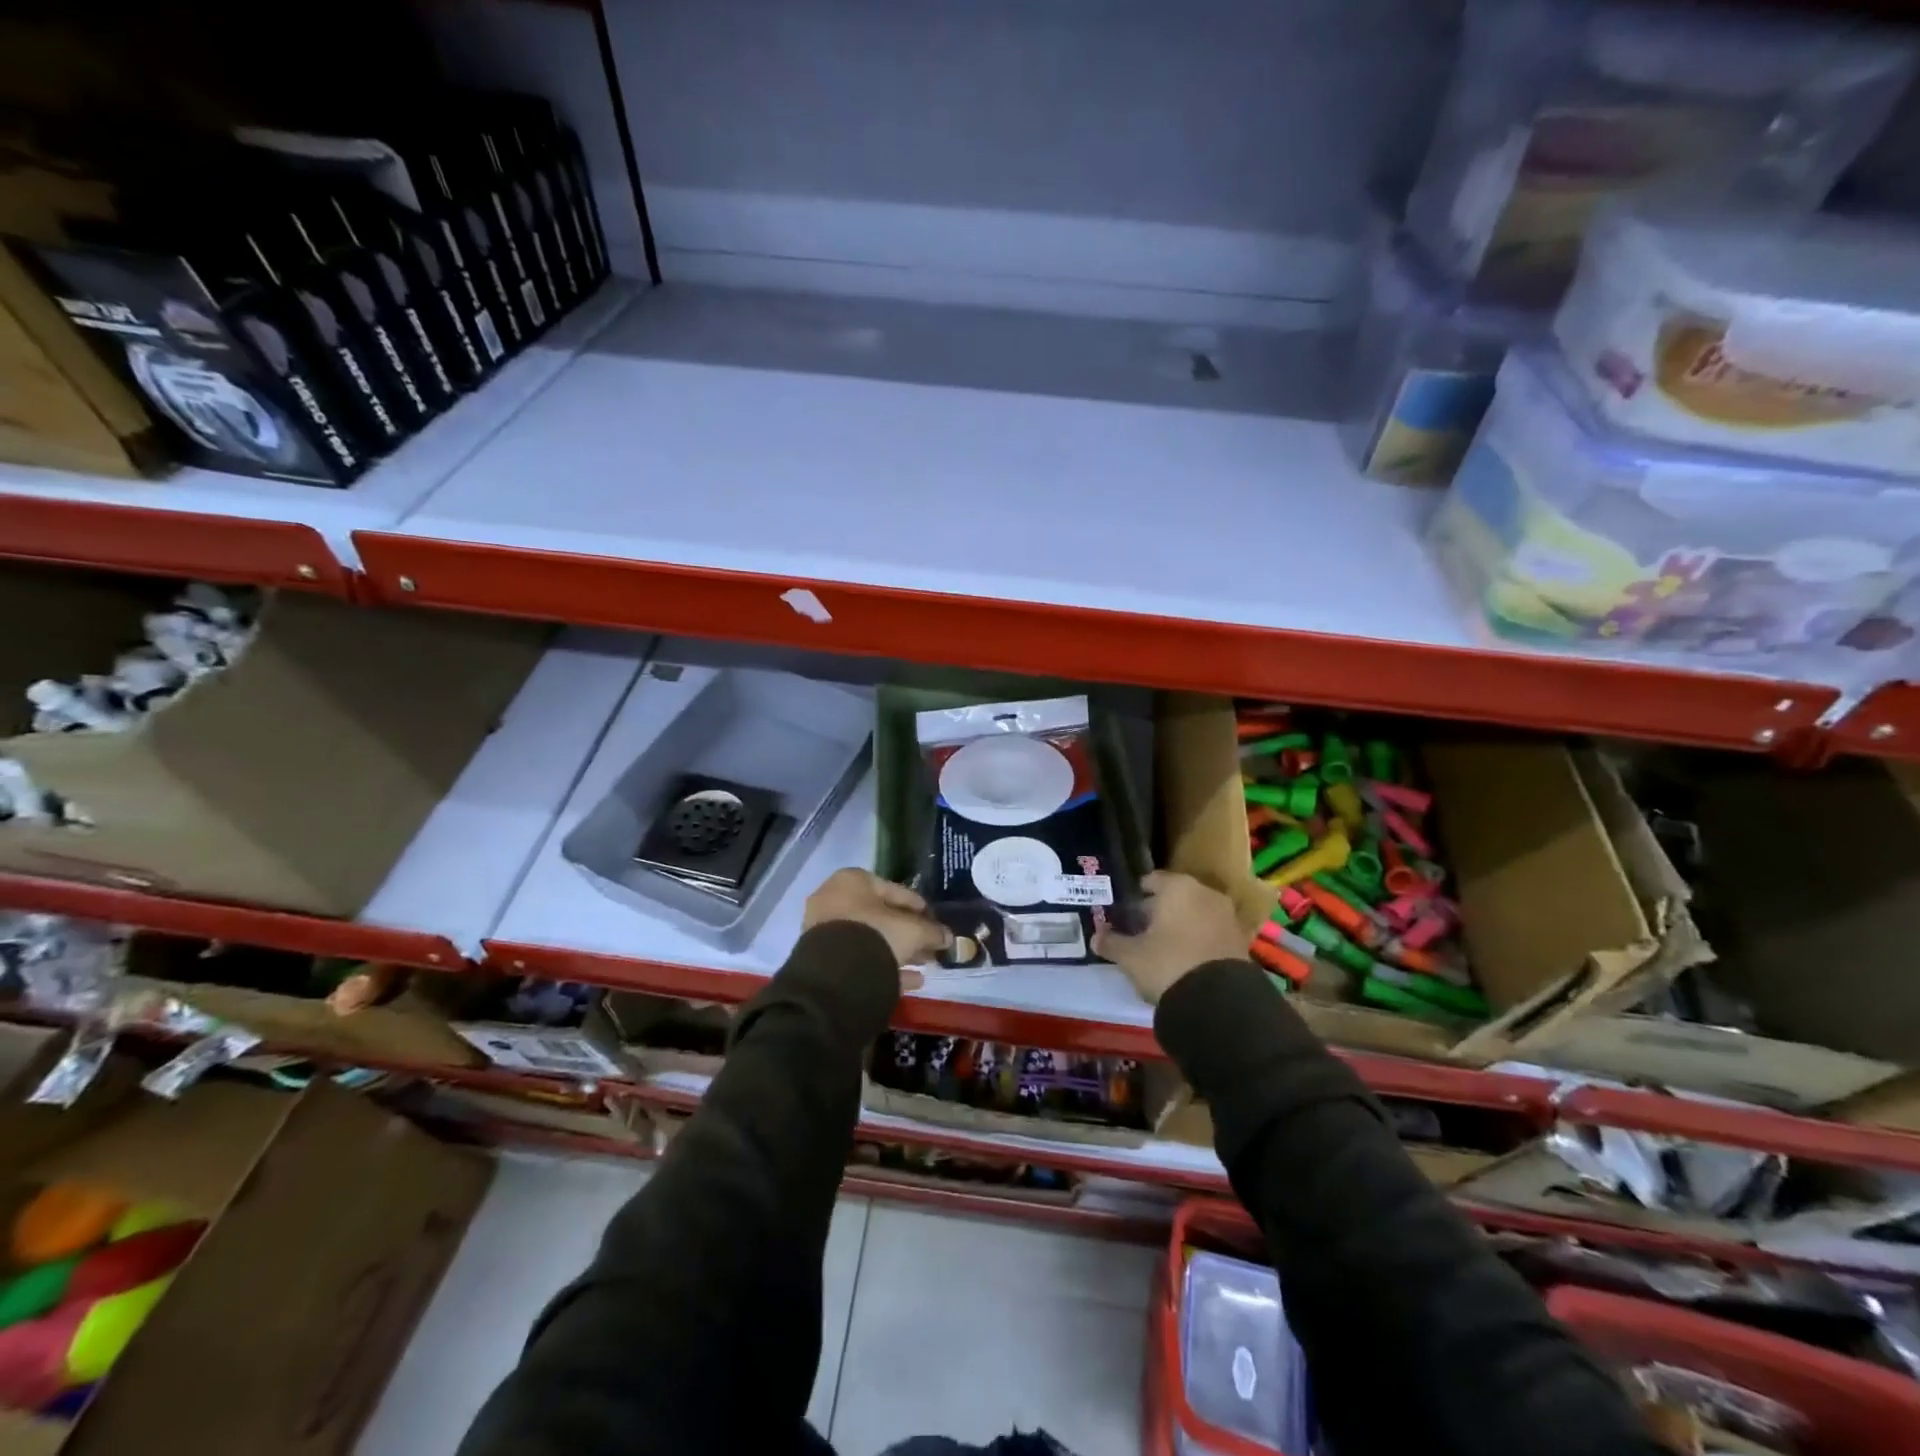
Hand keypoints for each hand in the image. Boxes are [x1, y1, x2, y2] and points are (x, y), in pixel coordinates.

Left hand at [803, 868, 951, 987]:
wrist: (835, 975)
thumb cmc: (876, 935)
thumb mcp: (912, 931)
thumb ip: (932, 931)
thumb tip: (948, 938)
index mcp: (853, 880)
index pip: (896, 890)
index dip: (920, 907)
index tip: (936, 922)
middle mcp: (835, 899)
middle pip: (882, 916)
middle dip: (910, 932)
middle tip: (932, 946)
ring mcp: (826, 929)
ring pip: (872, 939)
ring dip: (899, 950)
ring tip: (925, 964)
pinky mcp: (823, 959)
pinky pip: (861, 958)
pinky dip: (885, 966)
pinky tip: (912, 980)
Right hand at [1094, 871, 1246, 1003]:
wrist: (1218, 1001)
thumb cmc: (1167, 963)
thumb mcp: (1131, 956)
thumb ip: (1112, 943)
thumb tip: (1095, 937)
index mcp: (1177, 887)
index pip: (1153, 879)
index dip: (1138, 893)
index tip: (1126, 909)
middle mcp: (1205, 894)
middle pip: (1176, 895)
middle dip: (1160, 909)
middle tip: (1141, 927)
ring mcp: (1227, 916)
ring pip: (1196, 913)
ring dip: (1181, 924)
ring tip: (1162, 945)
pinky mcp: (1240, 941)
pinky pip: (1211, 932)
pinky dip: (1198, 939)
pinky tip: (1185, 957)